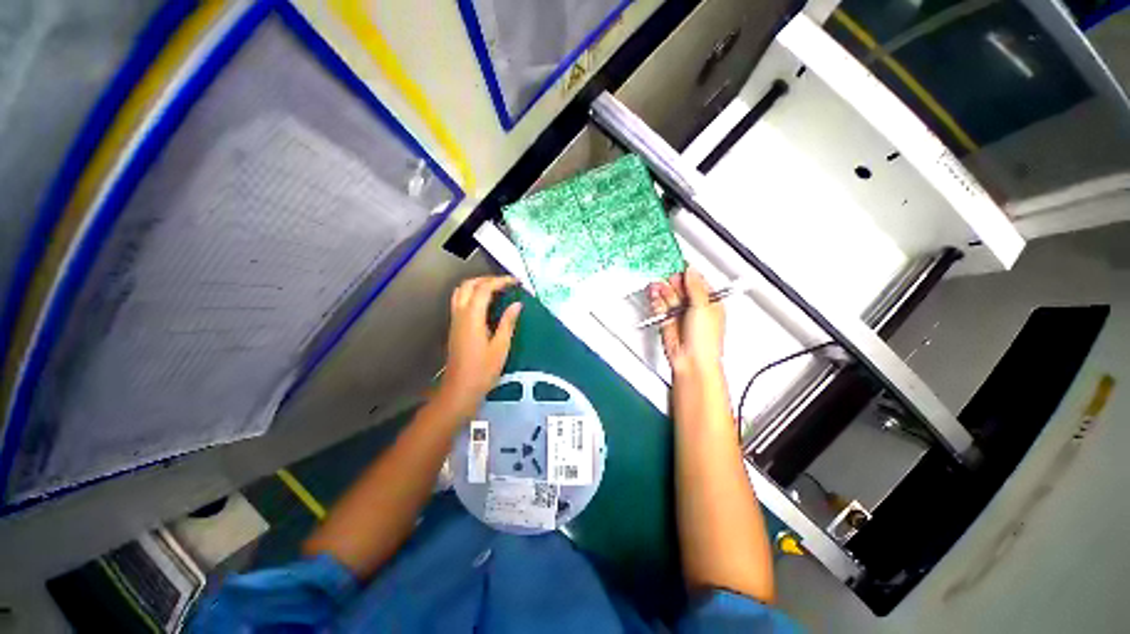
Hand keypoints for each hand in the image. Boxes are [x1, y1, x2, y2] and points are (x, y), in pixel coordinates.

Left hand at [436, 276, 521, 419]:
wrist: (459, 390)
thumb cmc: (482, 371)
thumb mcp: (500, 347)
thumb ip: (508, 322)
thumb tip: (517, 304)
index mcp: (472, 317)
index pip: (484, 288)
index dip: (500, 281)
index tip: (516, 281)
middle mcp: (460, 314)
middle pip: (469, 285)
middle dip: (487, 279)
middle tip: (506, 283)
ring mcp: (455, 320)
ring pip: (461, 291)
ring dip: (477, 285)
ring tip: (496, 288)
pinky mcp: (454, 327)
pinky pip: (460, 301)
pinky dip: (473, 294)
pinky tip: (486, 303)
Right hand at [649, 268, 724, 379]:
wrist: (691, 361)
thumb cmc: (706, 341)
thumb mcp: (703, 307)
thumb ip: (695, 286)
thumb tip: (690, 270)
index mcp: (709, 302)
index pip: (697, 281)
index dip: (687, 273)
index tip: (678, 265)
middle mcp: (694, 307)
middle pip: (680, 287)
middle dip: (672, 282)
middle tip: (666, 278)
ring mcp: (680, 314)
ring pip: (668, 297)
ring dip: (662, 291)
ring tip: (657, 287)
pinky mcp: (667, 321)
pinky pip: (660, 307)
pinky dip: (656, 302)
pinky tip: (654, 297)